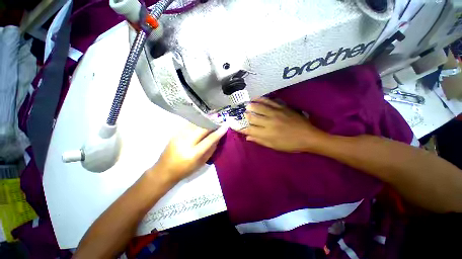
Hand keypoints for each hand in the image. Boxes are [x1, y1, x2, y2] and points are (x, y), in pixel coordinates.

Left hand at [152, 123, 227, 182]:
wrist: (164, 170)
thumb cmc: (185, 170)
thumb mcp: (201, 163)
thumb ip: (211, 150)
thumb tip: (218, 137)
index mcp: (193, 154)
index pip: (209, 139)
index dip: (218, 132)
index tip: (225, 125)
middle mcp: (185, 143)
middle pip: (202, 128)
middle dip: (212, 123)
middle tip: (219, 121)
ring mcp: (178, 136)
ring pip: (195, 124)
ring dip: (205, 121)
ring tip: (212, 120)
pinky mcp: (175, 134)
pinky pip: (189, 125)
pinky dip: (197, 123)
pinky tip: (201, 123)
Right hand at [240, 98, 327, 152]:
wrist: (309, 136)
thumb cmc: (290, 144)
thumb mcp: (274, 146)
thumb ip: (260, 141)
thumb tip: (248, 137)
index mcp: (267, 134)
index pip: (249, 130)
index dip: (240, 128)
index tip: (233, 125)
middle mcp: (269, 123)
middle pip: (252, 117)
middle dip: (245, 116)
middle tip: (241, 114)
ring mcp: (275, 114)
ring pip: (259, 108)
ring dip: (250, 106)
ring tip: (246, 105)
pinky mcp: (282, 108)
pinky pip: (269, 102)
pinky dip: (261, 99)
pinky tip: (256, 98)